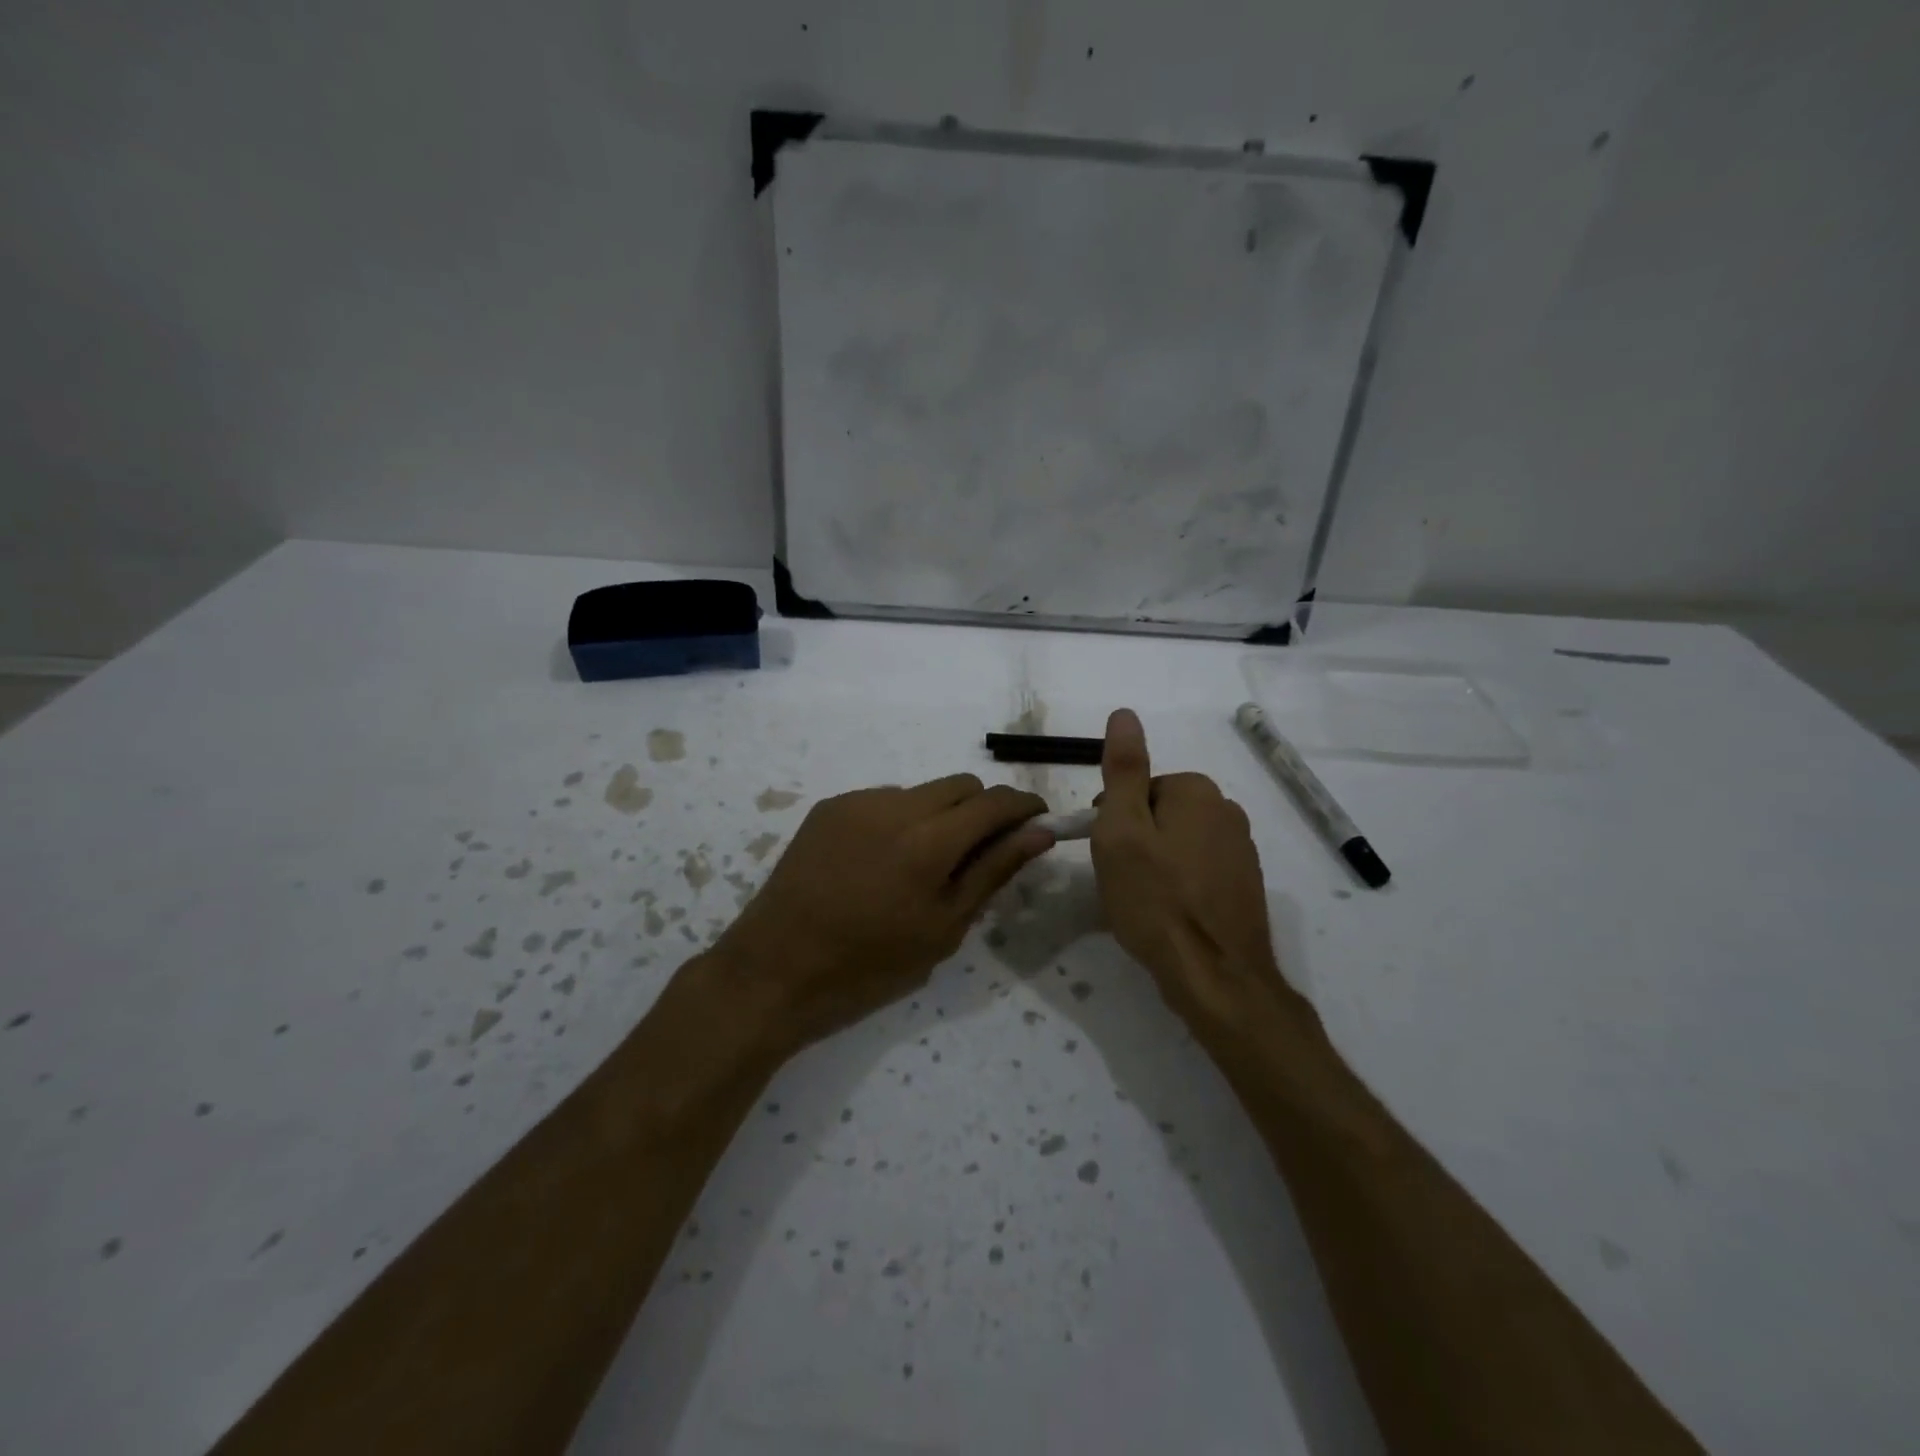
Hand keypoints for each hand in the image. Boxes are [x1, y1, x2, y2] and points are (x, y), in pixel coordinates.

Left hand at [707, 775, 1051, 1054]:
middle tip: (982, 853)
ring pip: (923, 791)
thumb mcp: (943, 928)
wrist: (775, 969)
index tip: (1037, 823)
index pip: (995, 802)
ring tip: (924, 865)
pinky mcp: (829, 807)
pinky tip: (884, 861)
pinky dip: (902, 820)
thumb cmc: (869, 966)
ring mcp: (857, 801)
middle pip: (962, 785)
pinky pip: (885, 800)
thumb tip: (1038, 834)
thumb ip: (993, 872)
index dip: (1024, 807)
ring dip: (941, 814)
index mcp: (929, 841)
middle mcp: (895, 805)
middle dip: (984, 809)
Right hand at [1089, 709, 1294, 1039]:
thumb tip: (1124, 713)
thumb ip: (1123, 769)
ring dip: (1157, 863)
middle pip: (1160, 813)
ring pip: (1179, 842)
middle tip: (1122, 880)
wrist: (1216, 976)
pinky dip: (1180, 884)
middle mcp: (1227, 810)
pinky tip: (1170, 914)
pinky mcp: (1246, 884)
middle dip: (1136, 840)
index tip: (1107, 854)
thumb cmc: (1156, 899)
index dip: (1114, 820)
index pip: (1138, 788)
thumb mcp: (1122, 830)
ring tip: (1144, 901)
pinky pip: (1199, 869)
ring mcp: (1242, 849)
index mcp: (1197, 791)